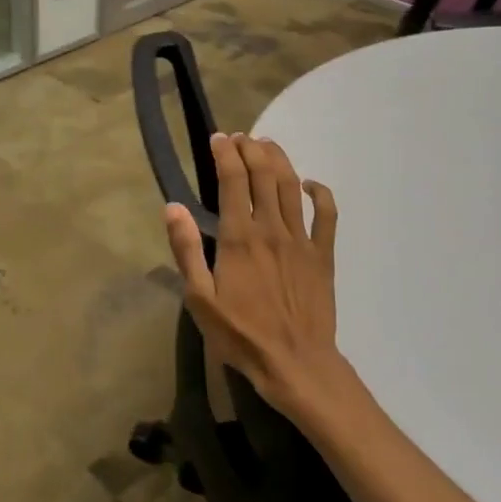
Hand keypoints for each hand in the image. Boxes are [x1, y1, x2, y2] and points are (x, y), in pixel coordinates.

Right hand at [163, 133, 352, 423]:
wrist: (295, 363)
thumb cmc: (240, 334)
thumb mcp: (199, 298)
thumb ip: (186, 250)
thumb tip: (173, 207)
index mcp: (239, 237)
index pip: (232, 180)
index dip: (225, 153)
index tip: (218, 138)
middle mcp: (271, 229)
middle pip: (264, 174)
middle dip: (251, 148)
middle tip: (240, 137)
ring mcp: (301, 240)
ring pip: (292, 186)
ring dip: (279, 160)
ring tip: (266, 145)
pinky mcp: (323, 255)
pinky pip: (327, 214)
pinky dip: (319, 192)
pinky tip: (309, 184)